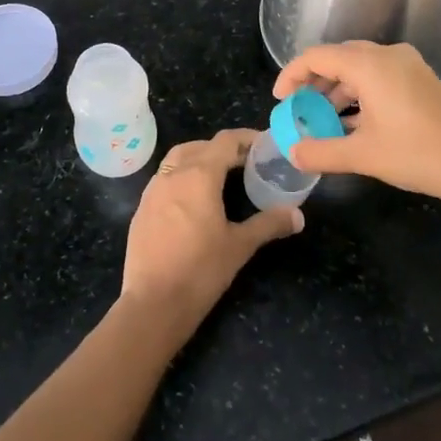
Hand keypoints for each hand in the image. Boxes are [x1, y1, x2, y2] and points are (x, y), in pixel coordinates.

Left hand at [119, 129, 302, 334]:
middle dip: (222, 148)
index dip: (245, 138)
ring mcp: (152, 191)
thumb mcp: (240, 246)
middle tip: (244, 162)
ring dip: (199, 159)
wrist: (153, 303)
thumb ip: (269, 224)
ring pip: (177, 159)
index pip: (224, 141)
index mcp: (199, 175)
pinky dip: (181, 177)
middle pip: (199, 146)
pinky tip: (193, 200)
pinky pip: (164, 179)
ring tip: (219, 176)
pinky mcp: (141, 209)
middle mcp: (172, 174)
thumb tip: (298, 215)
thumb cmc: (201, 270)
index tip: (264, 145)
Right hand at [273, 41, 440, 211]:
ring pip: (360, 69)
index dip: (292, 74)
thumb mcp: (363, 155)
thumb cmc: (419, 154)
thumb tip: (293, 152)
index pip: (318, 56)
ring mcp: (409, 67)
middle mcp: (388, 56)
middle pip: (339, 58)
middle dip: (314, 83)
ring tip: (322, 121)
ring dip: (337, 92)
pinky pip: (379, 79)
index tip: (279, 100)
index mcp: (369, 64)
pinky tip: (353, 125)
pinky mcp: (422, 82)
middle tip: (298, 109)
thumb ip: (322, 152)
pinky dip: (360, 96)